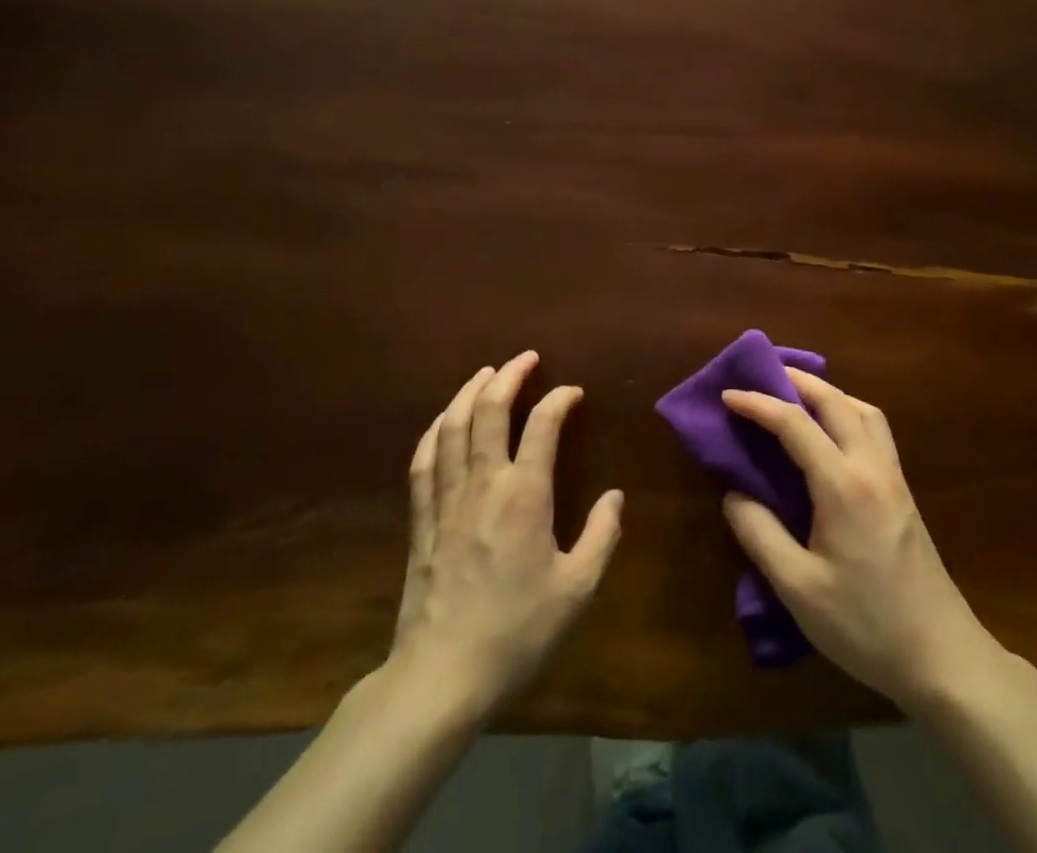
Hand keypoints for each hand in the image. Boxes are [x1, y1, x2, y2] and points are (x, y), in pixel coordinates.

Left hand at [390, 351, 622, 717]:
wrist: (441, 677)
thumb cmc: (516, 632)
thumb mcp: (577, 590)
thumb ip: (601, 536)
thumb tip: (614, 497)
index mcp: (525, 495)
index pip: (542, 425)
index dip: (559, 400)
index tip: (573, 393)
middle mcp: (483, 484)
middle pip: (489, 410)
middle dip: (509, 376)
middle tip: (526, 358)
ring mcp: (446, 499)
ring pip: (452, 426)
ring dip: (469, 392)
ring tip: (486, 373)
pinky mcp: (421, 520)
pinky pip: (424, 460)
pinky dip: (435, 430)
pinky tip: (443, 420)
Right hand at [722, 370, 1003, 709]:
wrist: (943, 657)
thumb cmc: (866, 626)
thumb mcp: (798, 589)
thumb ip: (760, 534)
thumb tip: (734, 493)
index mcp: (843, 485)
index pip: (795, 424)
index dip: (758, 404)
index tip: (727, 394)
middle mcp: (872, 467)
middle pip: (836, 401)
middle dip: (797, 380)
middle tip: (763, 374)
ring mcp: (894, 477)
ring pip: (863, 410)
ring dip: (829, 392)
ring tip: (798, 396)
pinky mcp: (904, 492)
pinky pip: (875, 430)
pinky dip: (848, 412)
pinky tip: (834, 433)